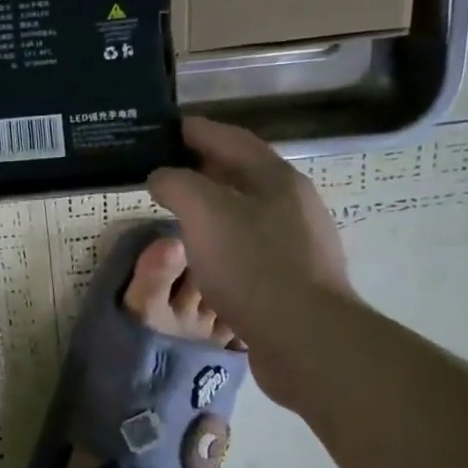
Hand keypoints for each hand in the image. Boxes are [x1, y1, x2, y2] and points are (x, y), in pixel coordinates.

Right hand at [147, 117, 353, 341]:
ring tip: (182, 212)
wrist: (305, 338)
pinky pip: (252, 244)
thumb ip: (177, 184)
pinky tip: (208, 254)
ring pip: (248, 210)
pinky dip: (225, 238)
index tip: (165, 128)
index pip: (231, 138)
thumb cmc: (253, 266)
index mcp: (276, 177)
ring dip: (214, 205)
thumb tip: (162, 176)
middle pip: (243, 172)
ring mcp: (299, 241)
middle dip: (204, 167)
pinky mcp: (295, 277)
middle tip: (166, 171)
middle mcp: (293, 202)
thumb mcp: (204, 212)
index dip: (197, 130)